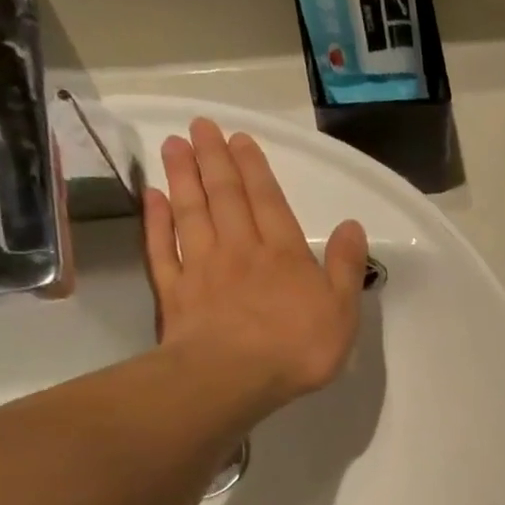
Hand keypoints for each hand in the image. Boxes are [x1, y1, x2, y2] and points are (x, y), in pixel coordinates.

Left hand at [142, 118, 367, 416]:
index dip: (254, 168)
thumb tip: (352, 226)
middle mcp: (241, 250)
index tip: (239, 138)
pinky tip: (152, 197)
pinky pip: (162, 247)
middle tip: (200, 126)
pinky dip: (156, 220)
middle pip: (225, 197)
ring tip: (174, 145)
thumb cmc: (298, 347)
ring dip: (183, 177)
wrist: (235, 377)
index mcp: (284, 254)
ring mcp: (203, 268)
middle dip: (214, 159)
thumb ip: (345, 266)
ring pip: (191, 213)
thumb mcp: (342, 310)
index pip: (268, 202)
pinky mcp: (176, 291)